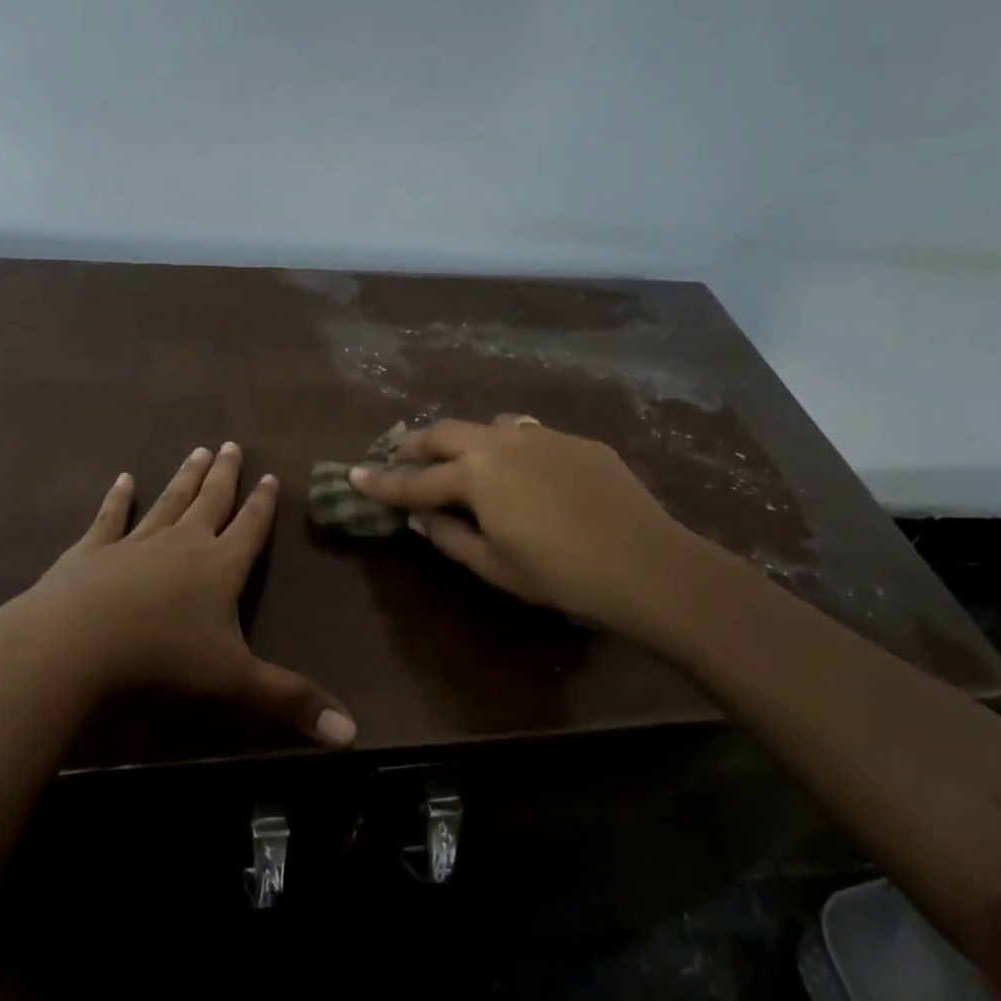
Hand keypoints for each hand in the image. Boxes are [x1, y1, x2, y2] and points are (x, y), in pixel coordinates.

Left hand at [0, 443, 356, 745]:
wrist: (75, 644)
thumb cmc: (162, 659)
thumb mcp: (234, 680)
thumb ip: (291, 700)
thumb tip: (353, 733)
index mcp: (220, 566)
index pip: (250, 527)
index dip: (263, 503)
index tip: (269, 474)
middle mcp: (183, 543)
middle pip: (211, 501)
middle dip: (225, 475)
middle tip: (231, 445)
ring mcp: (135, 542)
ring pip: (169, 501)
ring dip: (185, 477)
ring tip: (198, 450)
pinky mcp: (93, 551)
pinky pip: (110, 518)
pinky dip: (117, 498)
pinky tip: (123, 479)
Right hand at [350, 415, 704, 634]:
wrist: (646, 564)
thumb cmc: (560, 575)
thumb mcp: (494, 566)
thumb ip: (449, 536)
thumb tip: (422, 516)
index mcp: (476, 475)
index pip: (415, 480)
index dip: (381, 482)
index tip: (353, 475)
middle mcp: (502, 441)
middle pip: (444, 434)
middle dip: (415, 446)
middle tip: (398, 458)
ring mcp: (543, 435)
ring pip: (488, 425)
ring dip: (463, 441)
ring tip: (460, 461)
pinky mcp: (576, 441)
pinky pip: (528, 434)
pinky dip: (507, 447)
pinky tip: (521, 472)